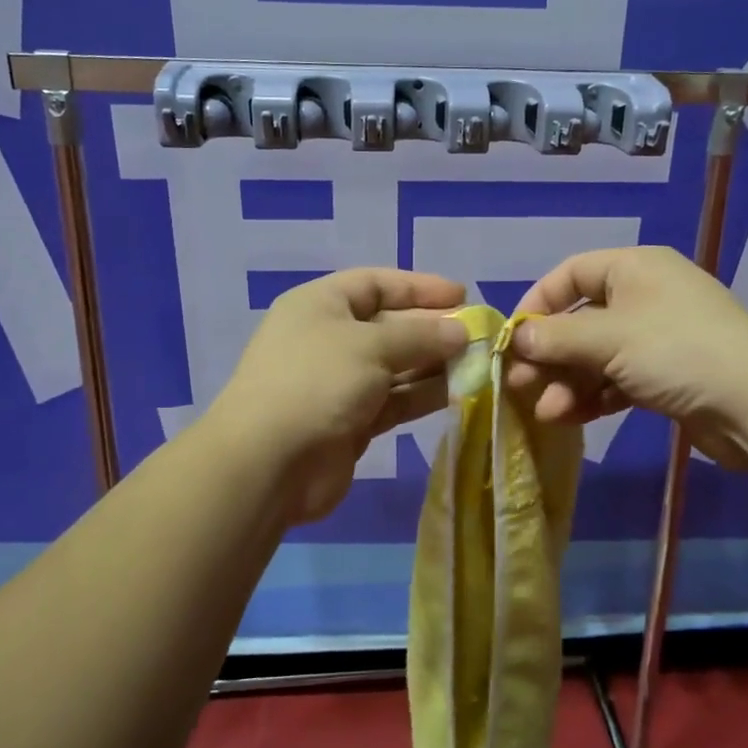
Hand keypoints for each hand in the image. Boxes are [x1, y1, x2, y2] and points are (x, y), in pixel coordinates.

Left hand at [208, 268, 469, 525]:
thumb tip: (460, 332)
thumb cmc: (317, 382)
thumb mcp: (371, 345)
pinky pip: (393, 399)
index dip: (420, 287)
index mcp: (321, 305)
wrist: (268, 464)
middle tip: (478, 334)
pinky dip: (422, 394)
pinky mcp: (350, 421)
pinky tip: (458, 392)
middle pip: (389, 324)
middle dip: (433, 328)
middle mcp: (328, 338)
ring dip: (433, 364)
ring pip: (395, 365)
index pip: (376, 284)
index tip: (462, 295)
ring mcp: (338, 382)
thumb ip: (420, 335)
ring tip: (477, 364)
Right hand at [505, 245, 747, 469]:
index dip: (538, 303)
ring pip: (597, 355)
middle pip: (580, 320)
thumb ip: (556, 338)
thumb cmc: (676, 351)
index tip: (512, 338)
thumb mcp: (608, 338)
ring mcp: (657, 338)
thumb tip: (517, 339)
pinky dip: (593, 396)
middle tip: (520, 384)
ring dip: (567, 382)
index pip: (570, 274)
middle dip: (549, 354)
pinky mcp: (667, 376)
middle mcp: (644, 296)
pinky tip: (569, 418)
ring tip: (545, 412)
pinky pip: (617, 379)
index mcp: (633, 267)